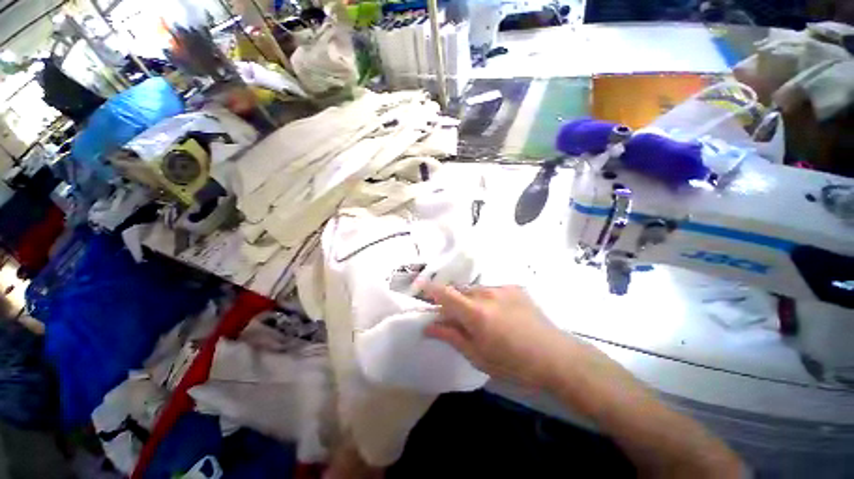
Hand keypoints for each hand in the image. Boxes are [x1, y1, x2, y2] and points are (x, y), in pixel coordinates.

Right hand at [422, 284, 566, 387]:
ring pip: (476, 290)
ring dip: (471, 301)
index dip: (430, 289)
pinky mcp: (515, 288)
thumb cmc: (513, 363)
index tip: (421, 286)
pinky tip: (500, 315)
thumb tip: (429, 327)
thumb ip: (451, 336)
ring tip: (483, 319)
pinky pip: (492, 290)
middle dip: (453, 302)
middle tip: (457, 319)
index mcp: (475, 312)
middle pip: (460, 291)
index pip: (445, 294)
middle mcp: (486, 294)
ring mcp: (502, 288)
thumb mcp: (478, 356)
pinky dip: (488, 299)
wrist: (556, 357)